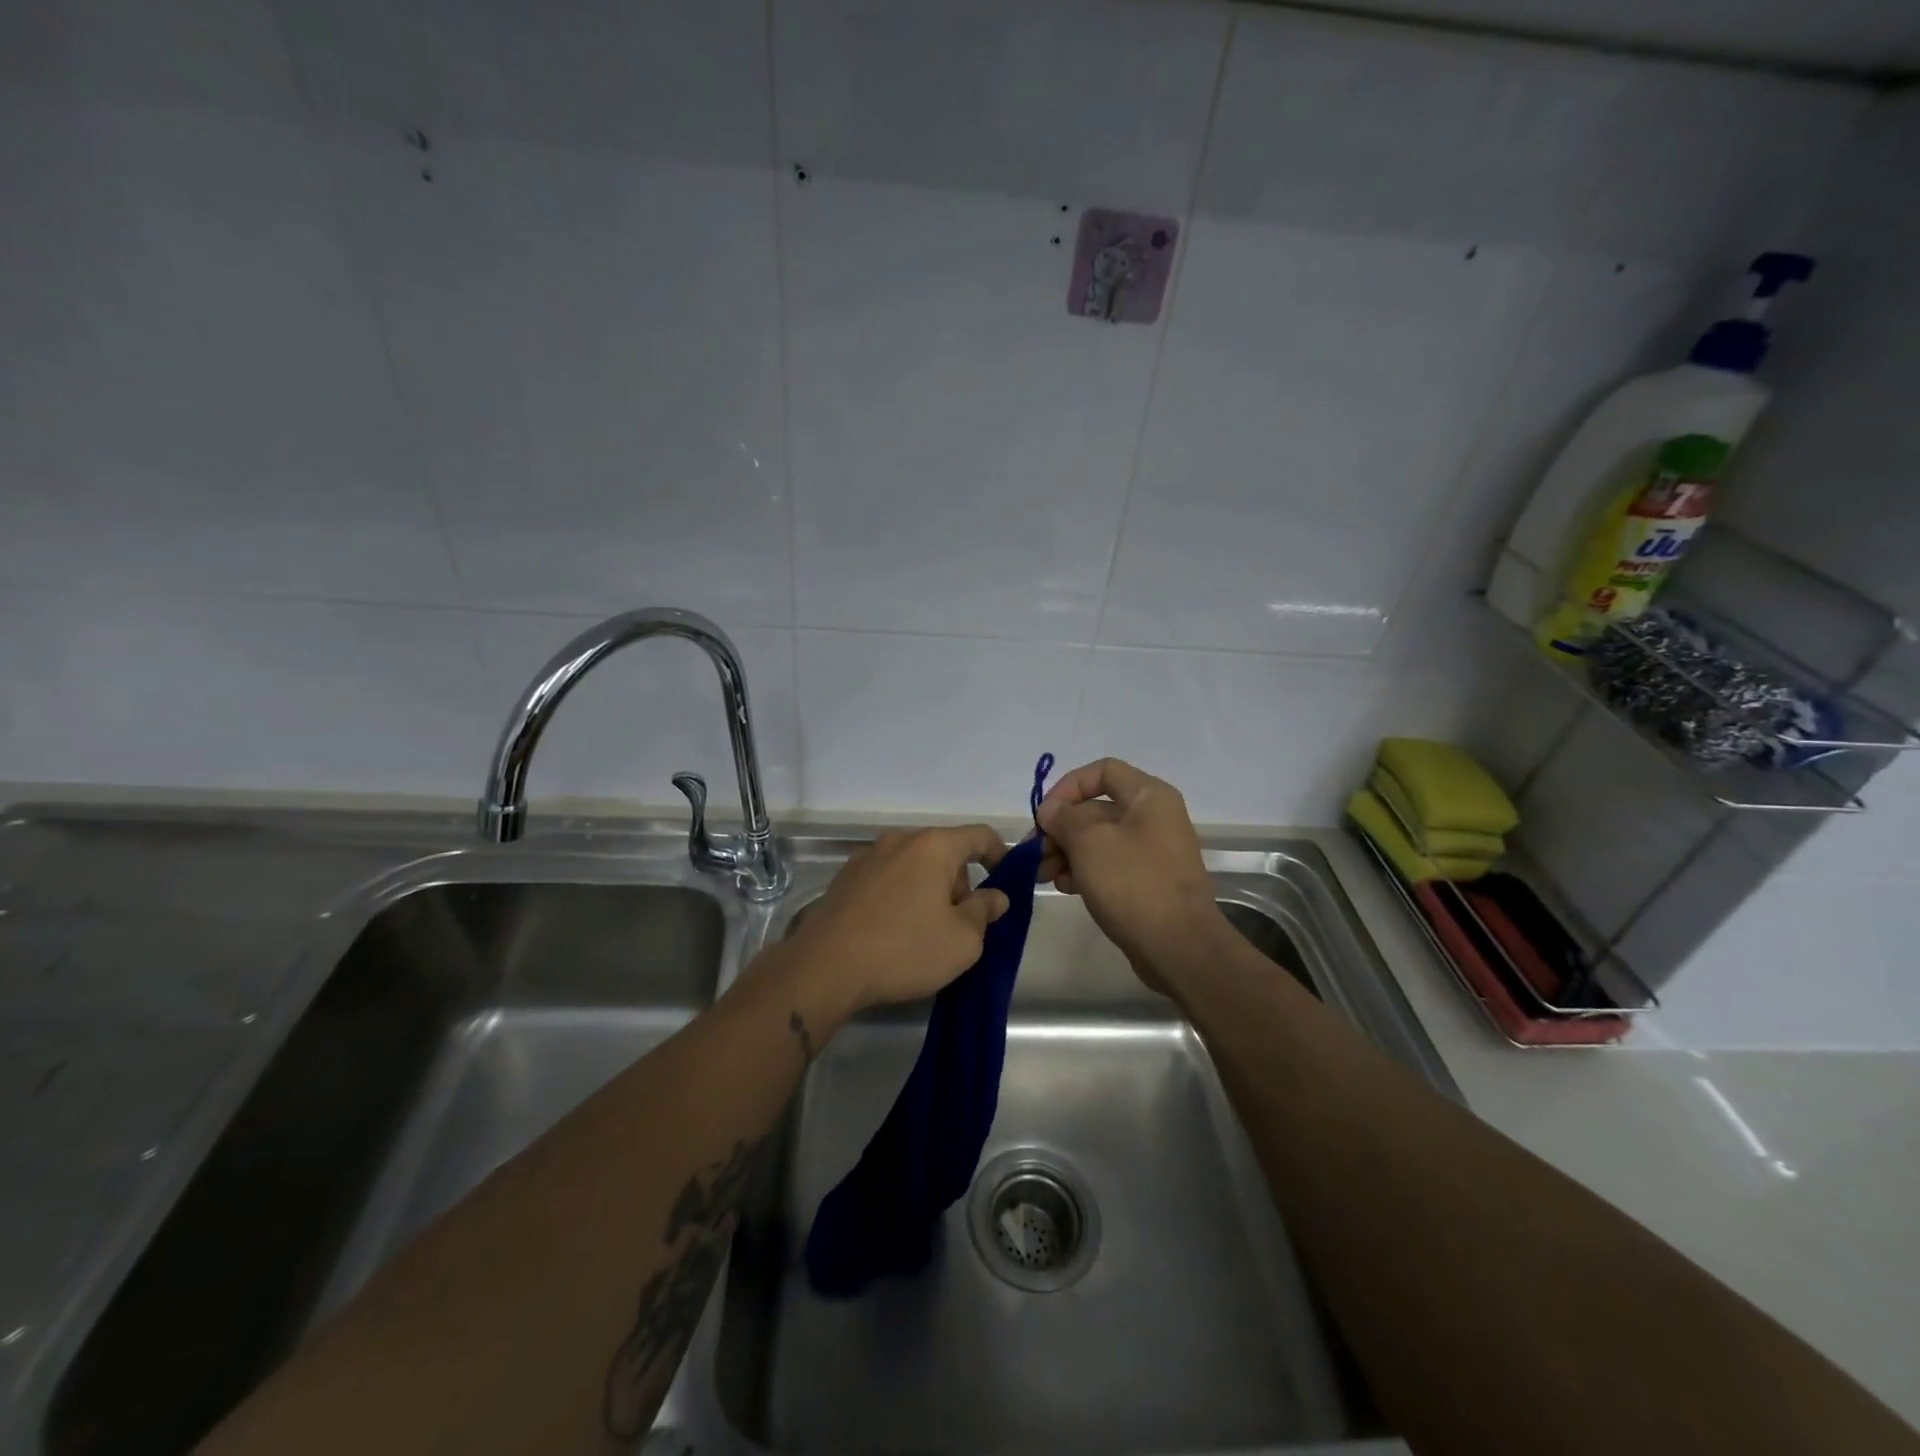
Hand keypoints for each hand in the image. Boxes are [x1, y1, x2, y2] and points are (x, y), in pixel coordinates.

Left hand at [788, 825, 1009, 1015]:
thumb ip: (984, 912)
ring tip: (925, 931)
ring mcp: (868, 856)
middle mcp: (900, 840)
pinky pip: (887, 878)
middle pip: (945, 851)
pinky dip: (900, 895)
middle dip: (960, 882)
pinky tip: (893, 931)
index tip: (1007, 882)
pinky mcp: (844, 878)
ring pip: (913, 865)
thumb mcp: (962, 941)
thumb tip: (996, 896)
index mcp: (934, 846)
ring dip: (929, 889)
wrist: (825, 967)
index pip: (980, 835)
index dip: (1001, 855)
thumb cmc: (905, 949)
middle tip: (962, 924)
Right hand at [1036, 758, 1220, 981]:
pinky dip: (1083, 871)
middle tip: (1033, 853)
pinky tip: (1064, 887)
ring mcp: (1151, 851)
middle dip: (1060, 828)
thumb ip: (1064, 819)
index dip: (1068, 787)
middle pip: (1096, 809)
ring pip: (1098, 840)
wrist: (1180, 948)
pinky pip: (1109, 865)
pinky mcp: (1146, 882)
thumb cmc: (1133, 884)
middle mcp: (1153, 817)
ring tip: (1042, 874)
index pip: (1102, 771)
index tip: (1045, 815)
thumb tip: (1051, 811)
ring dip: (1066, 852)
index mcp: (1149, 796)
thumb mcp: (1089, 843)